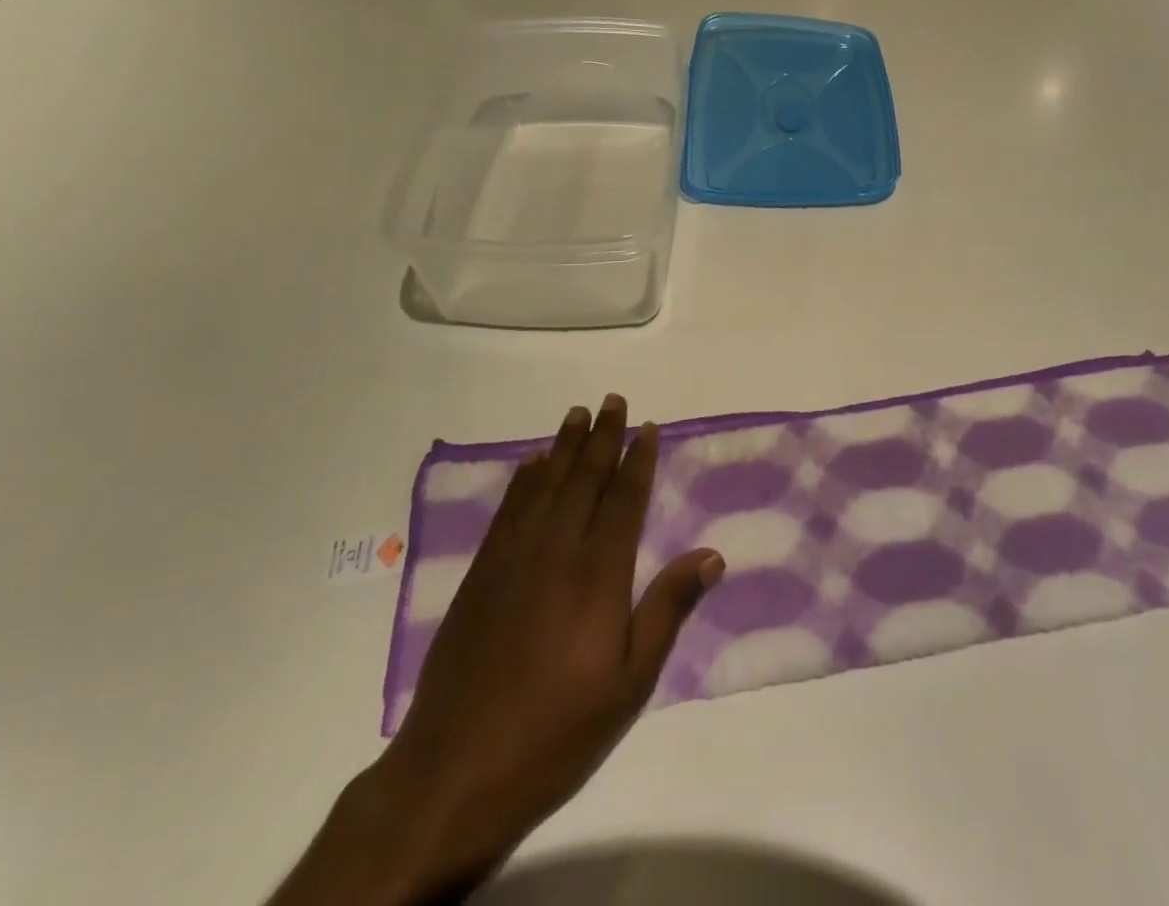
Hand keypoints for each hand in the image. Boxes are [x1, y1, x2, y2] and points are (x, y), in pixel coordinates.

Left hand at [269, 396, 722, 905]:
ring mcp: (514, 556)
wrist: (456, 768)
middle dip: (602, 436)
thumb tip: (712, 555)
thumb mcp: (629, 682)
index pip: (624, 499)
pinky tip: (533, 464)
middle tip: (614, 400)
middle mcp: (557, 549)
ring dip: (564, 445)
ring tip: (578, 414)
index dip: (638, 460)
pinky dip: (524, 479)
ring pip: (546, 483)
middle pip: (585, 478)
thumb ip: (668, 610)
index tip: (647, 428)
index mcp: (599, 573)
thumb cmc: (557, 731)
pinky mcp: (482, 571)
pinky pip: (509, 508)